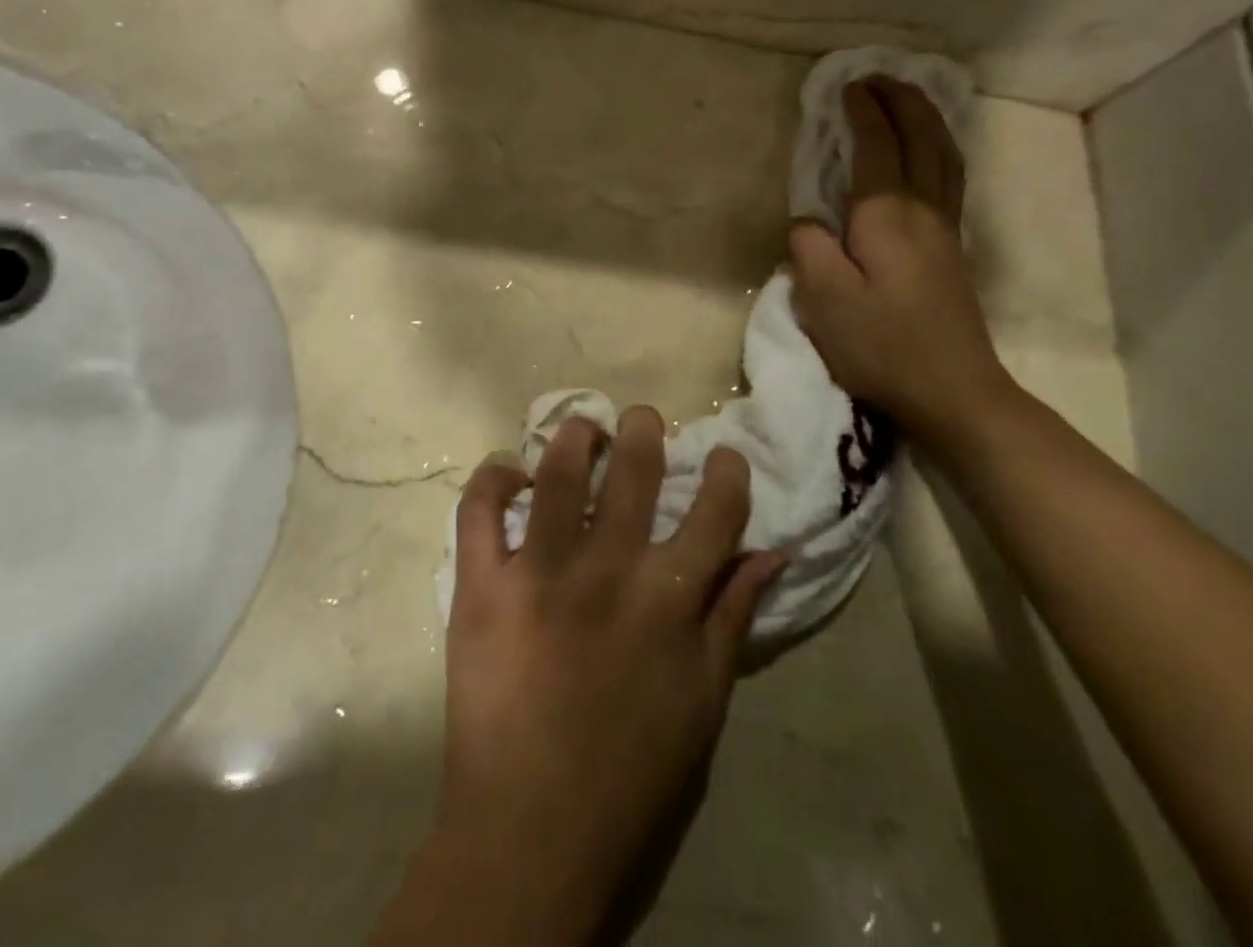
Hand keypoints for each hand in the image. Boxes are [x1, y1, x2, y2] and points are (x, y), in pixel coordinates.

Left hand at [419, 410, 784, 943]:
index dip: (725, 470)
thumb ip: (734, 615)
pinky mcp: (483, 585)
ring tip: (580, 430)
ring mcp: (541, 571)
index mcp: (672, 597)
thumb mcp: (704, 699)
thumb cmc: (633, 772)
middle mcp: (611, 568)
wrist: (532, 831)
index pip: (717, 506)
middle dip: (643, 428)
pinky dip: (493, 478)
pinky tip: (509, 473)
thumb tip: (771, 551)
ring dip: (574, 437)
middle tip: (638, 420)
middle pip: (636, 467)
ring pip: (561, 472)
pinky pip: (480, 510)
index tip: (719, 458)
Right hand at [789, 78, 1012, 446]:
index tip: (845, 87)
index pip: (876, 147)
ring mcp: (945, 229)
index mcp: (886, 215)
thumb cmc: (881, 345)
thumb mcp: (824, 299)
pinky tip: (929, 154)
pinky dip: (938, 147)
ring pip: (944, 155)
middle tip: (878, 78)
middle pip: (921, 138)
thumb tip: (808, 220)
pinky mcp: (952, 249)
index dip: (861, 113)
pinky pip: (950, 176)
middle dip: (901, 101)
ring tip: (907, 100)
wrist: (952, 390)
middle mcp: (923, 210)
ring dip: (926, 119)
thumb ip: (809, 247)